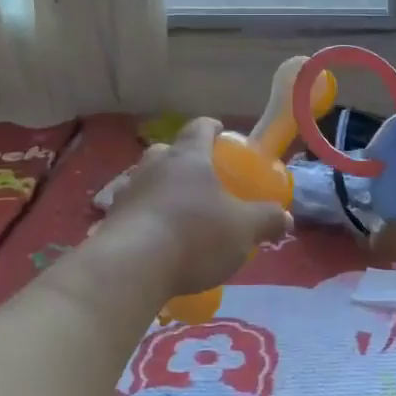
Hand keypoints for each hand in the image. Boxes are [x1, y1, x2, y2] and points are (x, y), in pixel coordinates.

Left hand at [97, 117, 290, 298]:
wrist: (131, 268)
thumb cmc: (195, 235)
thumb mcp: (244, 229)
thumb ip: (267, 220)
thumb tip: (285, 218)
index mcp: (188, 157)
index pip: (199, 128)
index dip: (212, 128)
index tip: (221, 133)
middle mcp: (154, 166)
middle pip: (168, 152)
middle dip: (183, 160)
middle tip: (200, 178)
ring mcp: (127, 192)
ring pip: (146, 180)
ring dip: (160, 189)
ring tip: (177, 211)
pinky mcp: (110, 221)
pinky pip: (131, 211)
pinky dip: (144, 218)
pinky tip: (155, 239)